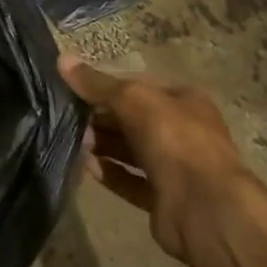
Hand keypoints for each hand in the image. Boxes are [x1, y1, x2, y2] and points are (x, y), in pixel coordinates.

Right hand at [60, 55, 252, 262]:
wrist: (204, 207)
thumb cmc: (172, 138)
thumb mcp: (132, 98)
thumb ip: (96, 83)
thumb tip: (62, 58)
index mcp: (184, 100)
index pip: (138, 86)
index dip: (106, 85)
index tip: (74, 89)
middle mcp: (182, 131)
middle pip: (133, 119)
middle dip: (102, 118)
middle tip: (68, 118)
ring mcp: (175, 167)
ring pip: (131, 150)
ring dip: (103, 145)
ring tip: (74, 141)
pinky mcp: (164, 198)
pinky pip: (131, 180)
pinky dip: (110, 173)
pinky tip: (86, 167)